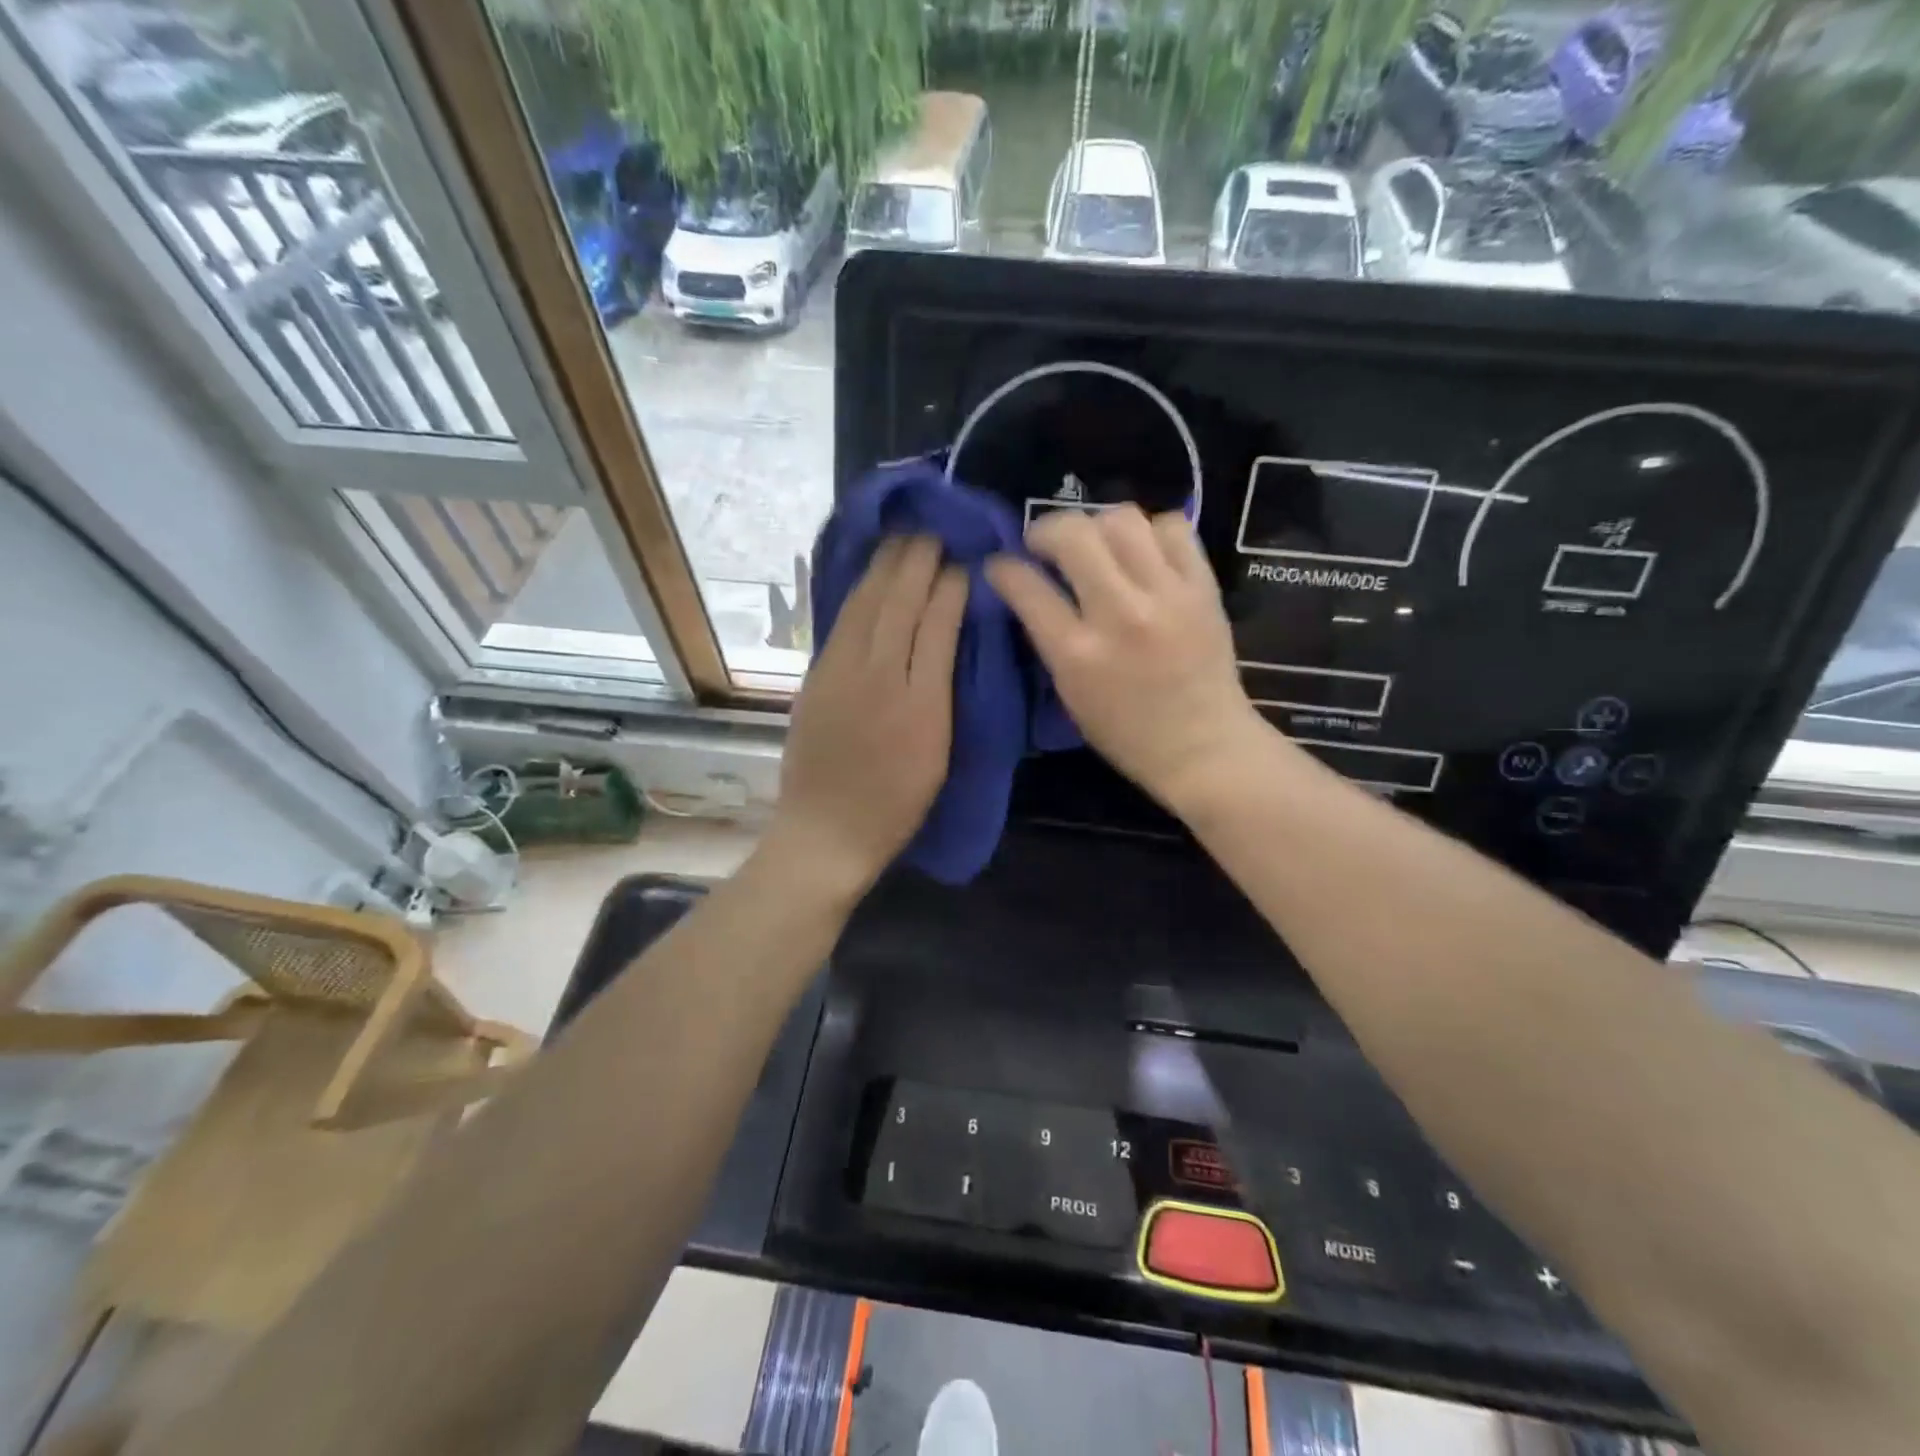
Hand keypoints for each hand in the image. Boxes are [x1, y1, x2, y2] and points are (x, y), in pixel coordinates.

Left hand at [766, 536, 966, 898]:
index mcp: (920, 703)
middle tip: (933, 530)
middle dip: (917, 561)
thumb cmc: (896, 805)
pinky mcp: (815, 678)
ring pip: (865, 605)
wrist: (826, 832)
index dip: (950, 587)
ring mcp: (839, 674)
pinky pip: (842, 623)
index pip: (937, 624)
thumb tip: (950, 640)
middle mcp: (878, 677)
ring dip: (885, 566)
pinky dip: (859, 593)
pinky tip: (869, 578)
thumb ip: (945, 694)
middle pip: (898, 603)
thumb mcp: (939, 755)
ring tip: (903, 538)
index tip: (964, 561)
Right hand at [985, 506, 1269, 813]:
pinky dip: (1151, 531)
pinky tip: (1143, 552)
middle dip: (1046, 529)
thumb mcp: (1070, 694)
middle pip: (1074, 535)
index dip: (1003, 568)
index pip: (1027, 587)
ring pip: (1123, 519)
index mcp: (1079, 654)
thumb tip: (1028, 589)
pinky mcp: (1203, 587)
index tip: (1000, 565)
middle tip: (1045, 544)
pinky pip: (1173, 528)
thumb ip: (1049, 639)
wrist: (1204, 747)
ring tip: (1096, 545)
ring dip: (1098, 524)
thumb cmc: (1127, 733)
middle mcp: (1121, 615)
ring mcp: (1167, 595)